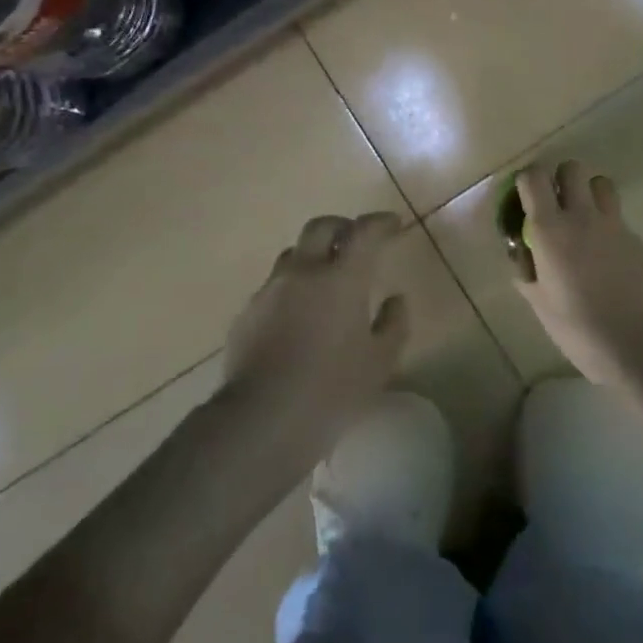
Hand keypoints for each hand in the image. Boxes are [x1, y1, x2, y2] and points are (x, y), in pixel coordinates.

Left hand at [217, 212, 409, 472]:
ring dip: (312, 256)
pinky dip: (290, 289)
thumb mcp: (380, 364)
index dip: (380, 222)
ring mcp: (269, 290)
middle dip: (341, 227)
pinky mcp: (247, 312)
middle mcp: (303, 271)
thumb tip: (395, 300)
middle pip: (320, 228)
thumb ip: (393, 325)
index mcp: (341, 278)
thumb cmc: (332, 391)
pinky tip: (297, 317)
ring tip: (324, 280)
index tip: (393, 223)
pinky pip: (273, 287)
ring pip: (292, 254)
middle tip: (355, 241)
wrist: (263, 420)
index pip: (364, 232)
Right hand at [509, 160, 642, 388]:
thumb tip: (522, 251)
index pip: (534, 177)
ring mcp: (616, 227)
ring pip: (603, 185)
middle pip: (573, 168)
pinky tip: (611, 261)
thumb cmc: (575, 327)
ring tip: (587, 218)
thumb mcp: (537, 300)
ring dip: (591, 193)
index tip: (527, 195)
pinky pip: (621, 223)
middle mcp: (582, 217)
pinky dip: (612, 231)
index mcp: (551, 229)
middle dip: (563, 178)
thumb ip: (526, 268)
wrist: (633, 348)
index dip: (528, 180)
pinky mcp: (640, 242)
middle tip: (559, 201)